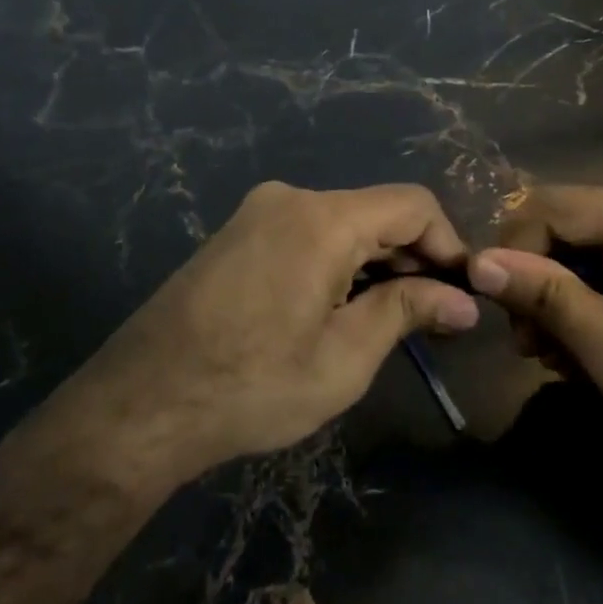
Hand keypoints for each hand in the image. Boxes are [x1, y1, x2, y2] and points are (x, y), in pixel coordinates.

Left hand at [68, 182, 478, 481]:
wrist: (139, 405)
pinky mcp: (237, 233)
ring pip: (342, 223)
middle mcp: (290, 199)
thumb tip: (463, 301)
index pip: (413, 204)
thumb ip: (408, 313)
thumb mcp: (344, 358)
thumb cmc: (251, 386)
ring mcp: (257, 213)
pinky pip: (307, 233)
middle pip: (376, 212)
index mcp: (322, 219)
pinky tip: (340, 308)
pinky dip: (338, 262)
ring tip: (391, 319)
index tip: (462, 294)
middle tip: (435, 317)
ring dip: (376, 263)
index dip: (449, 244)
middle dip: (413, 258)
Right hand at [467, 186, 602, 493]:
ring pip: (581, 262)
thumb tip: (477, 263)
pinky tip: (585, 363)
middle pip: (565, 232)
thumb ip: (544, 295)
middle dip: (536, 284)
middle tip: (529, 346)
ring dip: (557, 308)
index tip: (494, 308)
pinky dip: (586, 319)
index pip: (551, 206)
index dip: (512, 249)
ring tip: (558, 363)